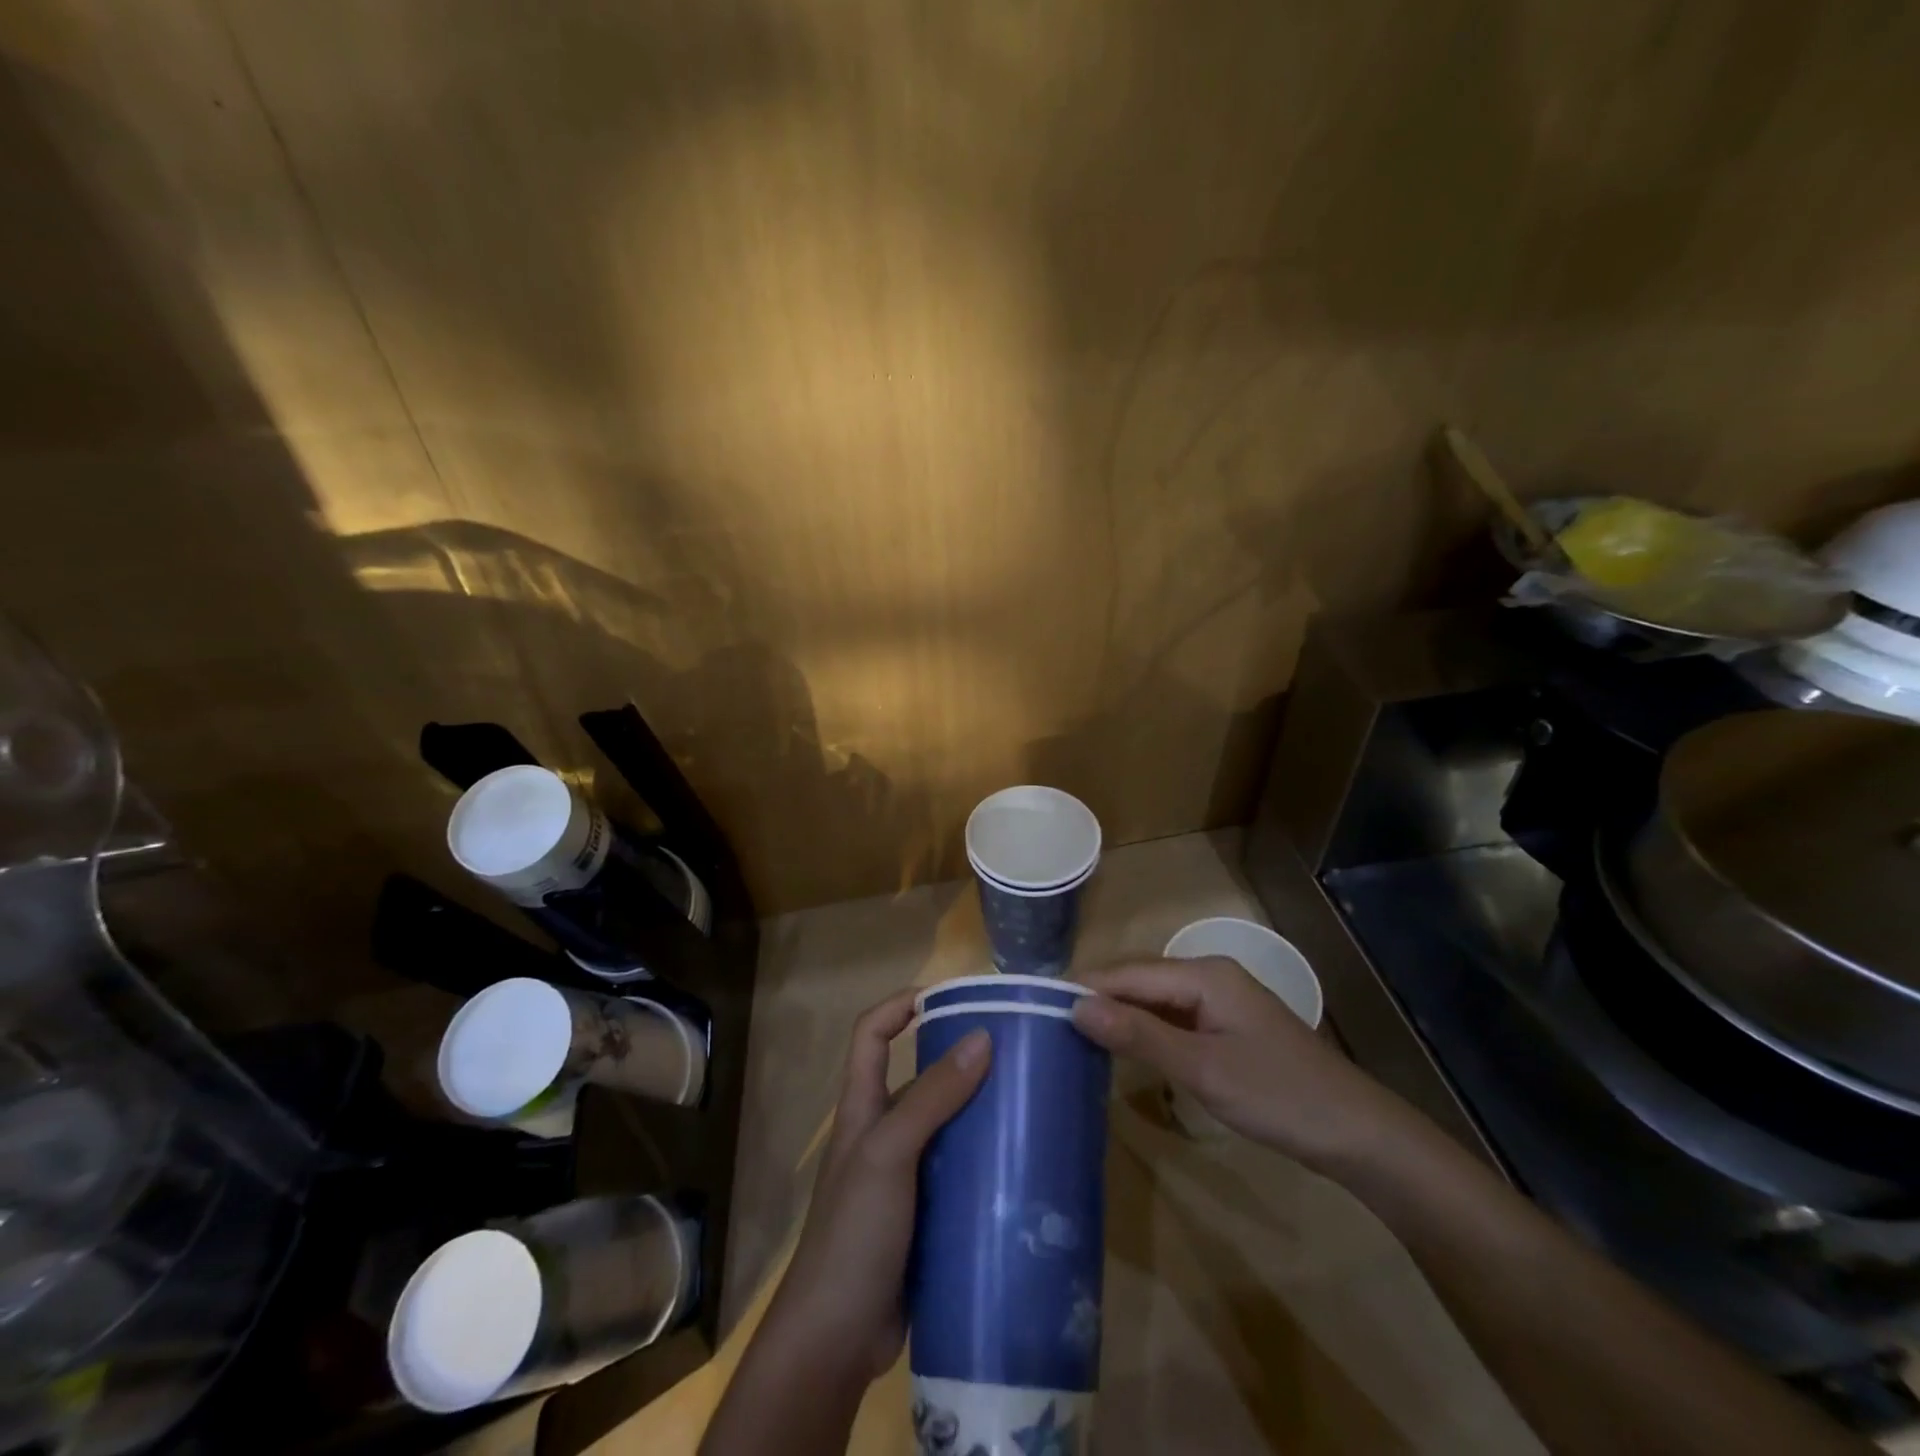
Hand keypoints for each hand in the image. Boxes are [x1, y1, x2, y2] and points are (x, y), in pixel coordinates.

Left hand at [761, 988, 990, 1382]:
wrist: (836, 1340)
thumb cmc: (853, 1233)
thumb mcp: (889, 1154)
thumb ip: (932, 1099)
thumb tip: (982, 1037)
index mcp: (863, 1108)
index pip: (871, 1034)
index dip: (900, 1005)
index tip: (947, 997)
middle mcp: (882, 1133)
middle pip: (920, 1078)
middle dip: (962, 1061)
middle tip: (1016, 1056)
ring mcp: (903, 1177)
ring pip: (947, 1127)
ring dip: (981, 1115)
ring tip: (1030, 1107)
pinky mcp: (925, 1216)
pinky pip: (959, 1175)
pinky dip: (986, 1164)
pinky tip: (1022, 1168)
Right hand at [1071, 957, 1420, 1174]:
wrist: (1356, 1133)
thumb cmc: (1279, 1096)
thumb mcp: (1203, 1069)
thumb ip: (1139, 1036)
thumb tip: (1076, 1006)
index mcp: (1203, 974)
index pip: (1128, 973)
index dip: (1084, 986)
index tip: (1035, 1002)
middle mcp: (1208, 975)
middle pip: (1139, 980)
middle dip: (1097, 998)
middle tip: (1046, 1022)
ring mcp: (1219, 1001)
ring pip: (1154, 1000)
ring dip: (1118, 1014)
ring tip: (1070, 1034)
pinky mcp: (1225, 1026)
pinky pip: (1172, 1018)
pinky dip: (1143, 1030)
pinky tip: (1121, 1048)